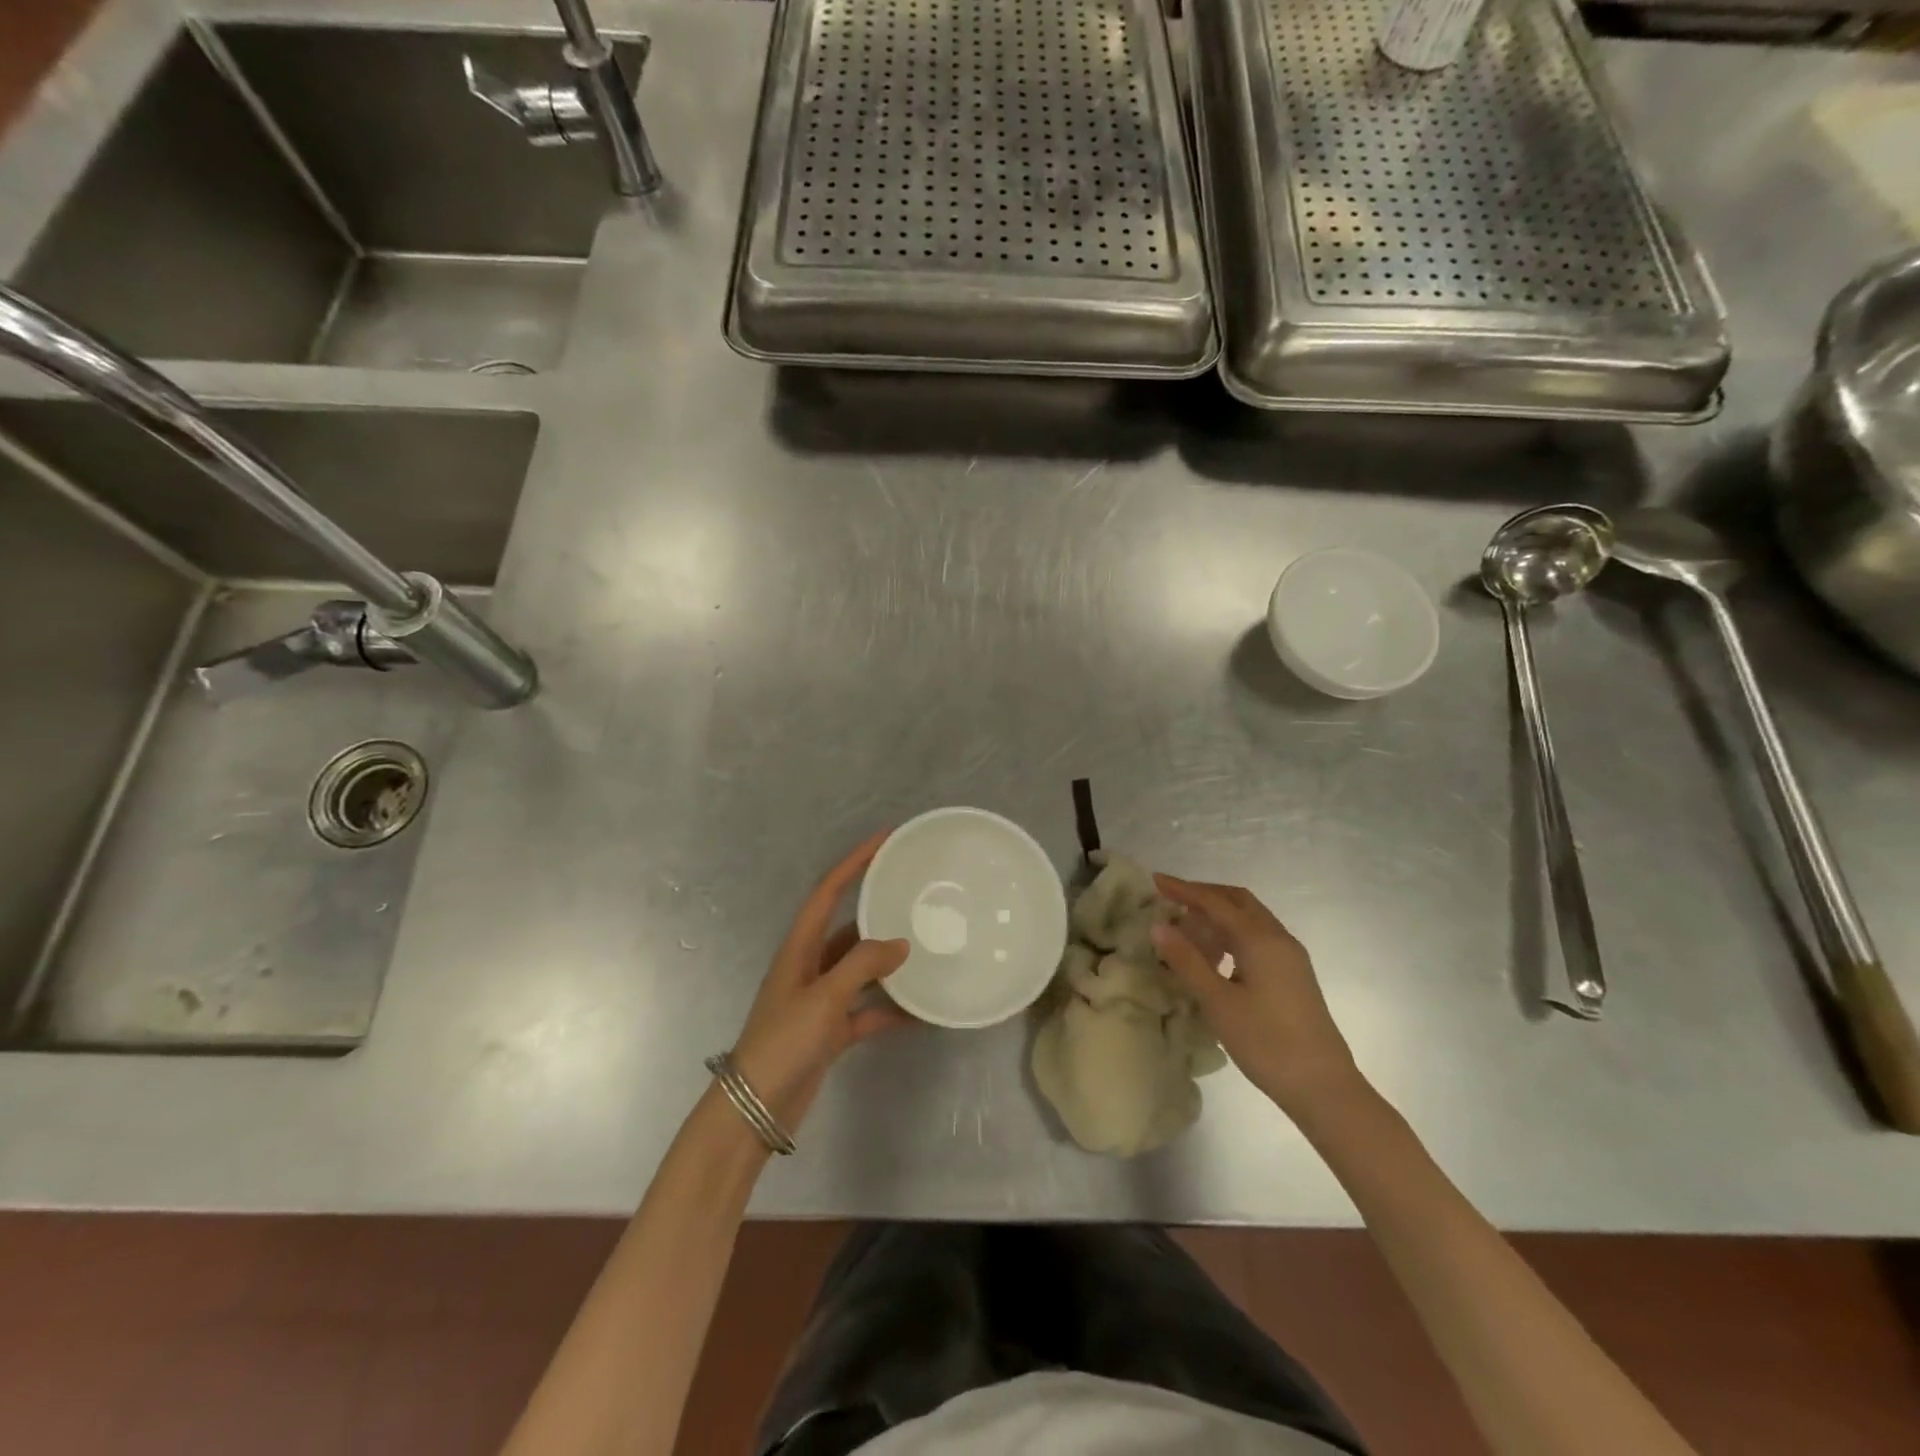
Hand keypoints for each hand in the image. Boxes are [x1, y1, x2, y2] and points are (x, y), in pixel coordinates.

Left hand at [730, 831, 913, 1132]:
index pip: (828, 891)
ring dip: (888, 963)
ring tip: (926, 950)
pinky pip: (866, 1010)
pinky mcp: (829, 1031)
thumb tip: (901, 945)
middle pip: (848, 927)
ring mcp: (819, 1000)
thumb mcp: (823, 998)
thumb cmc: (783, 1043)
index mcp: (800, 948)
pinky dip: (890, 1009)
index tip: (884, 839)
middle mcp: (809, 967)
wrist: (754, 1110)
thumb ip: (863, 965)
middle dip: (878, 910)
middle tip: (915, 895)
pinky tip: (921, 1011)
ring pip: (860, 970)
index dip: (854, 862)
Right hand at [1150, 875, 1363, 1117]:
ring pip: (1249, 919)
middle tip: (1170, 900)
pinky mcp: (1293, 974)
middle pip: (1237, 901)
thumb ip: (1187, 961)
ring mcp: (1290, 956)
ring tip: (1187, 930)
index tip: (1155, 881)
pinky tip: (1215, 957)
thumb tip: (1158, 926)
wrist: (1323, 1087)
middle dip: (1203, 895)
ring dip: (1218, 915)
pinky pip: (1258, 937)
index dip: (1183, 889)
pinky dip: (1232, 934)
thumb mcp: (1218, 1002)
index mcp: (1259, 939)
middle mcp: (1278, 938)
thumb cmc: (1266, 1043)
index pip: (1214, 902)